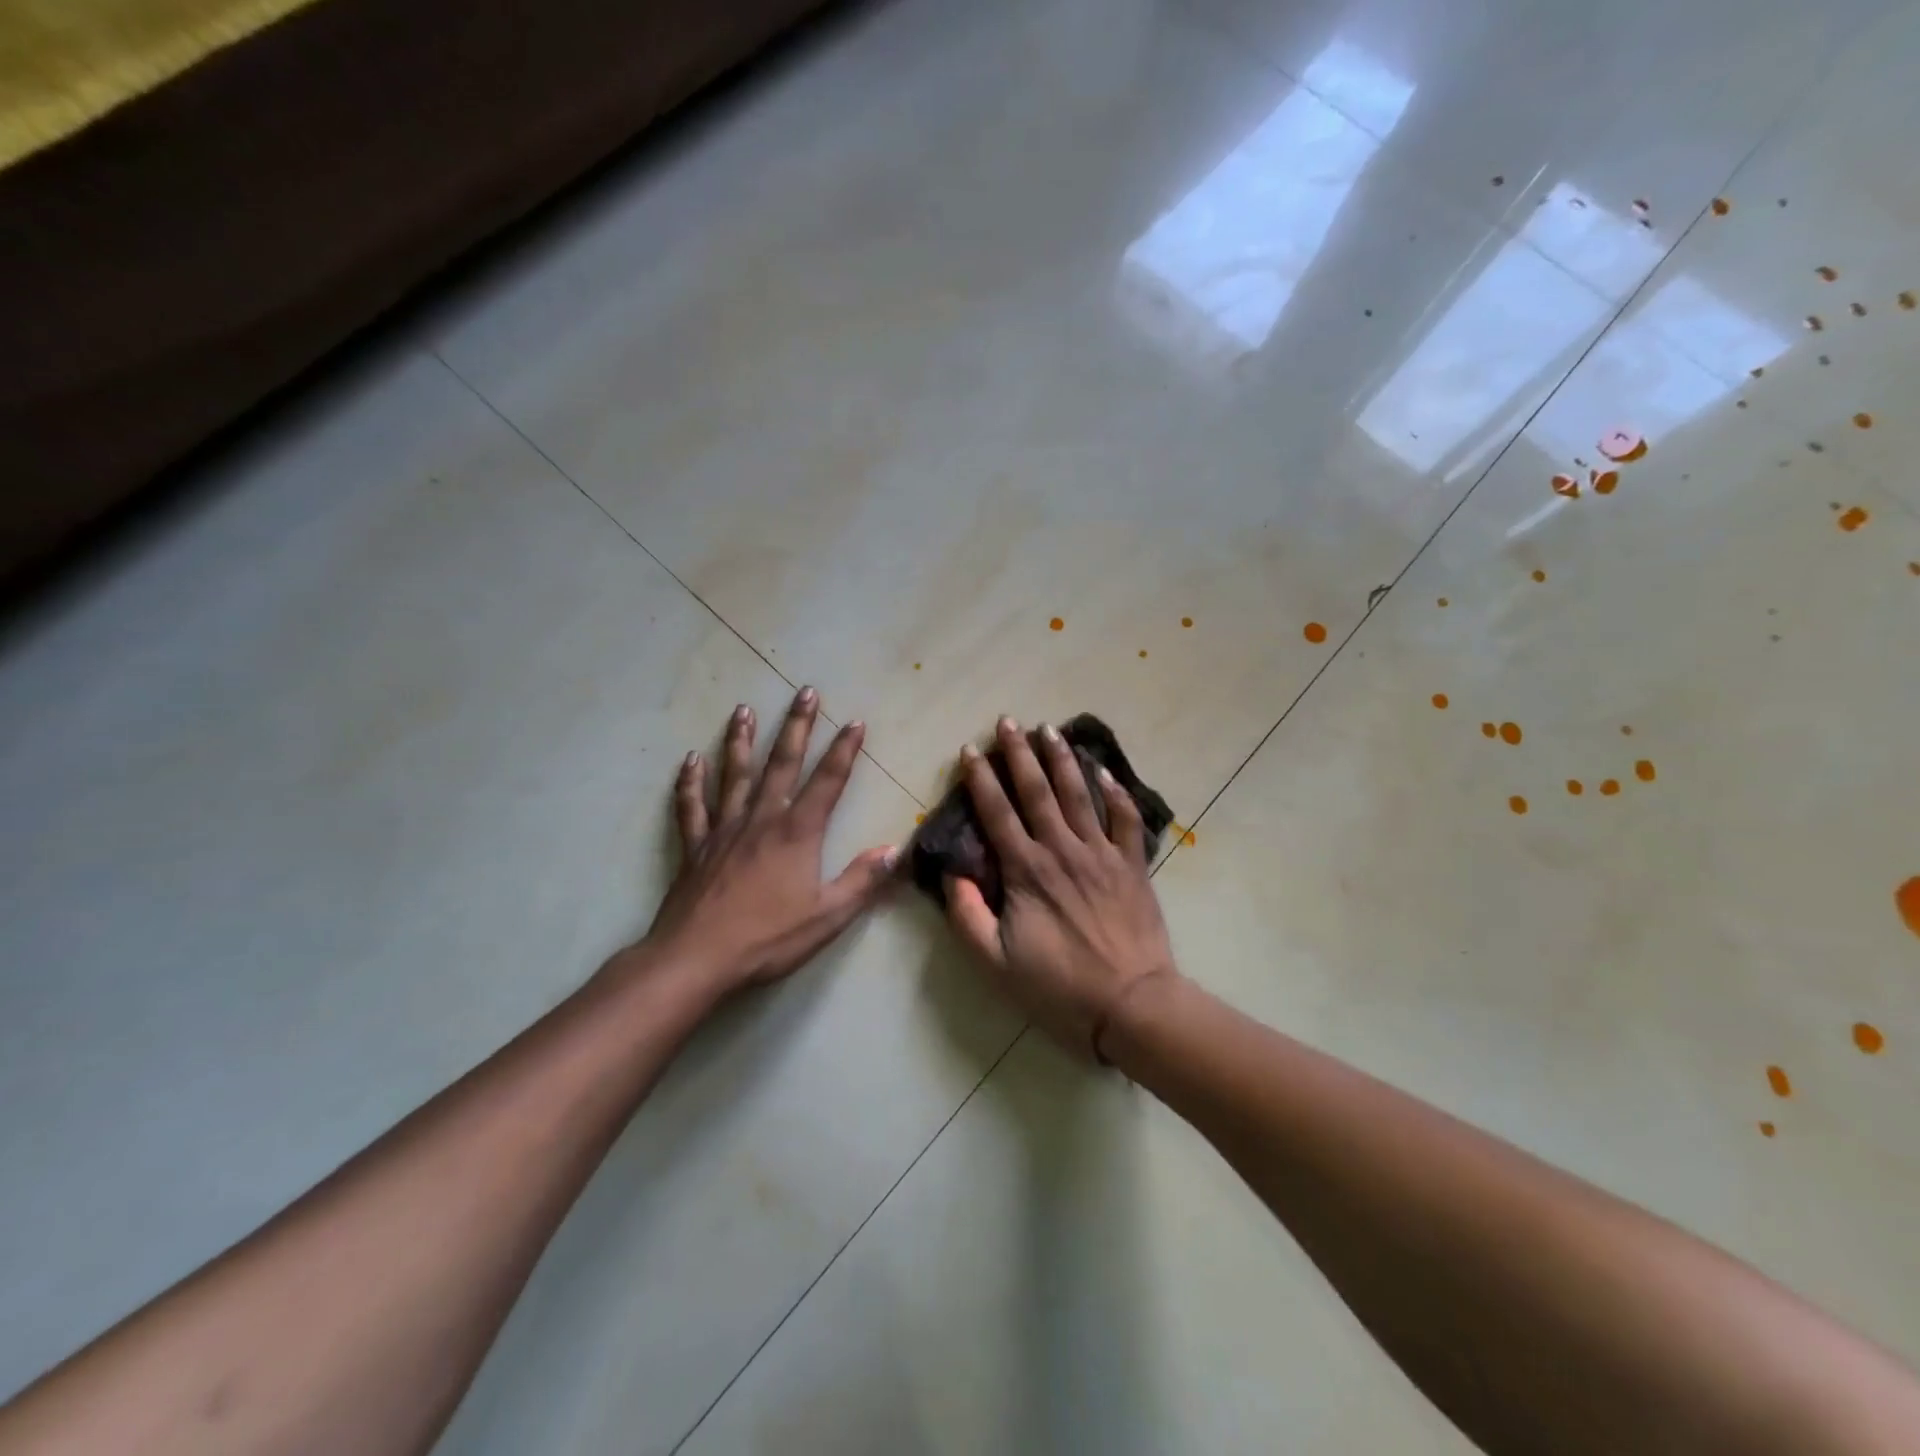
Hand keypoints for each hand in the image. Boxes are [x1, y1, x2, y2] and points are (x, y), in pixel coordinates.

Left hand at [640, 688, 897, 995]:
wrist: (696, 959)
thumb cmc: (767, 938)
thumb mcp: (827, 916)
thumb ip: (862, 881)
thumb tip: (895, 850)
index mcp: (797, 833)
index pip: (828, 782)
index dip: (844, 751)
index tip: (855, 722)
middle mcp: (761, 820)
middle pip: (782, 764)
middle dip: (797, 726)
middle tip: (805, 692)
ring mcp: (724, 830)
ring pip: (734, 775)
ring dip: (741, 741)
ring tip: (743, 710)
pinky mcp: (697, 847)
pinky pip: (692, 807)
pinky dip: (690, 783)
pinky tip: (690, 761)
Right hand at [945, 716, 1179, 1059]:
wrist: (1131, 1004)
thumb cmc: (1059, 987)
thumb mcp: (995, 963)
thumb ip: (967, 916)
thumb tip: (952, 874)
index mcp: (1026, 870)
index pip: (997, 812)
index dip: (981, 778)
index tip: (970, 749)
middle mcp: (1062, 849)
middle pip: (1037, 791)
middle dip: (1020, 753)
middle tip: (1008, 720)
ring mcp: (1102, 853)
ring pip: (1079, 794)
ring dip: (1062, 759)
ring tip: (1050, 729)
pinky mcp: (1133, 865)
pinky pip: (1126, 819)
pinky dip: (1116, 792)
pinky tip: (1104, 771)